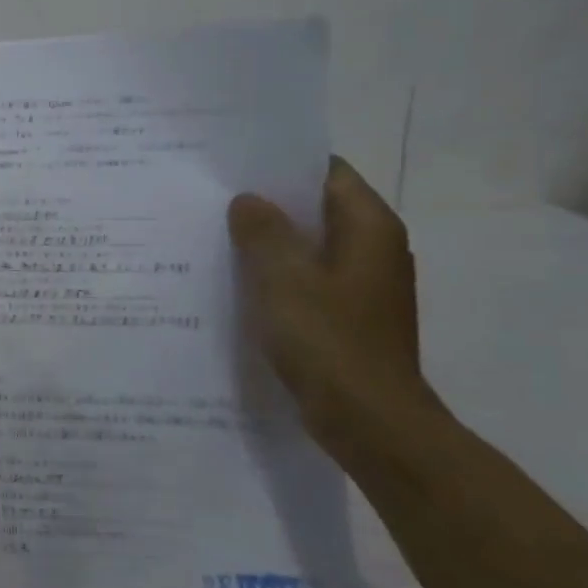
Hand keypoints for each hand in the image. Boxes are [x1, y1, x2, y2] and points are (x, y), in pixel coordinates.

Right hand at [228, 159, 435, 441]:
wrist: (369, 420)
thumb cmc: (328, 340)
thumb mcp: (283, 278)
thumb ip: (263, 232)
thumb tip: (248, 200)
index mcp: (369, 229)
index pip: (328, 173)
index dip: (283, 166)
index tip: (235, 167)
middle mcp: (374, 249)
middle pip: (317, 209)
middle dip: (269, 206)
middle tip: (214, 202)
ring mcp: (363, 286)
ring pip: (309, 248)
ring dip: (269, 244)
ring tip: (216, 239)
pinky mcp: (349, 317)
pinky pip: (308, 281)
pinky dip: (277, 277)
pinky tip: (238, 285)